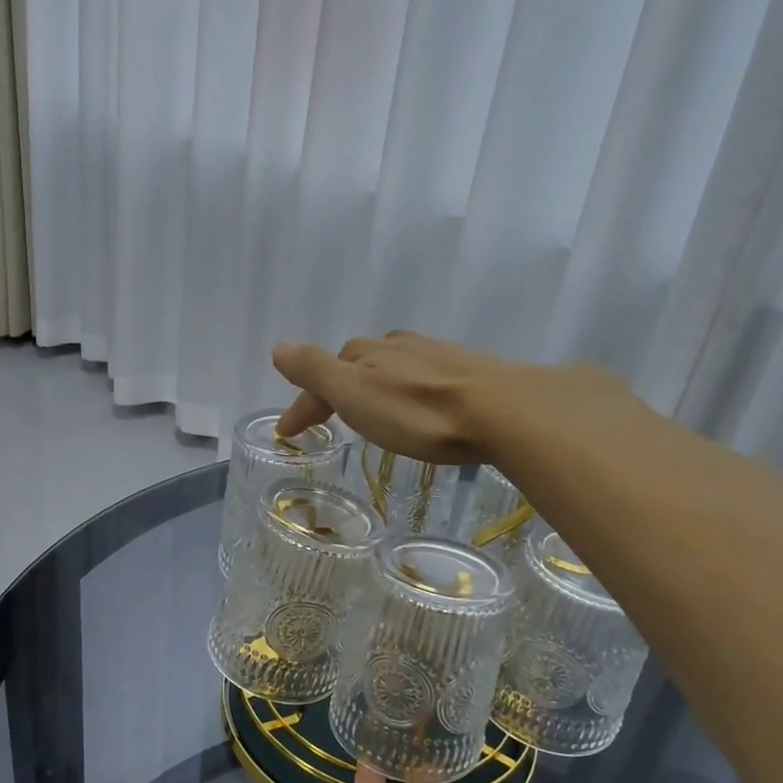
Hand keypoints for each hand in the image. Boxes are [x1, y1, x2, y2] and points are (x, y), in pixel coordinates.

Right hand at [273, 331, 613, 465]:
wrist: (504, 411)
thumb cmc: (419, 411)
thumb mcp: (355, 393)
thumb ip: (315, 370)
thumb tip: (278, 347)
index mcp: (366, 354)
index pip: (322, 375)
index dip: (303, 405)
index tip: (289, 435)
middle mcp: (398, 347)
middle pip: (357, 364)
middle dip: (339, 388)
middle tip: (330, 418)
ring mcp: (436, 356)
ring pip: (393, 368)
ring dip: (375, 388)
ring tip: (373, 414)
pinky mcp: (469, 372)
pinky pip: (424, 378)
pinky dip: (409, 392)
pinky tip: (422, 408)